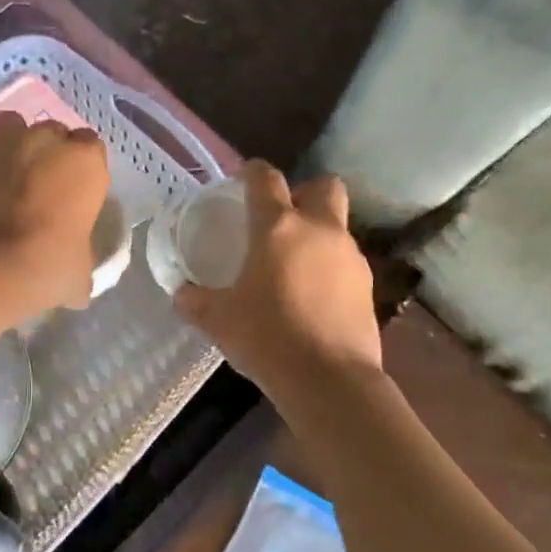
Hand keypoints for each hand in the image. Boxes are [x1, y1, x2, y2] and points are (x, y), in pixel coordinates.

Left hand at [0, 111, 111, 312]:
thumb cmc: (45, 268)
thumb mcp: (79, 273)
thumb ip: (79, 258)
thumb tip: (75, 275)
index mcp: (83, 162)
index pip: (91, 149)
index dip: (82, 171)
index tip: (74, 196)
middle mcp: (43, 139)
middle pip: (51, 135)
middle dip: (47, 156)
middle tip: (39, 192)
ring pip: (9, 131)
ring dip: (10, 150)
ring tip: (3, 184)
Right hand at [175, 163, 380, 397]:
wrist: (329, 379)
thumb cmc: (267, 338)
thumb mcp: (220, 321)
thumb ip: (196, 301)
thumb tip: (182, 294)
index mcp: (278, 228)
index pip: (266, 178)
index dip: (253, 172)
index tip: (242, 181)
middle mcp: (319, 230)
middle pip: (323, 186)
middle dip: (304, 192)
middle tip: (282, 219)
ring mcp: (350, 256)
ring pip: (337, 226)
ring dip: (318, 234)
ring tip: (295, 266)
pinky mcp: (368, 285)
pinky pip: (347, 262)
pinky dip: (331, 268)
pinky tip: (314, 296)